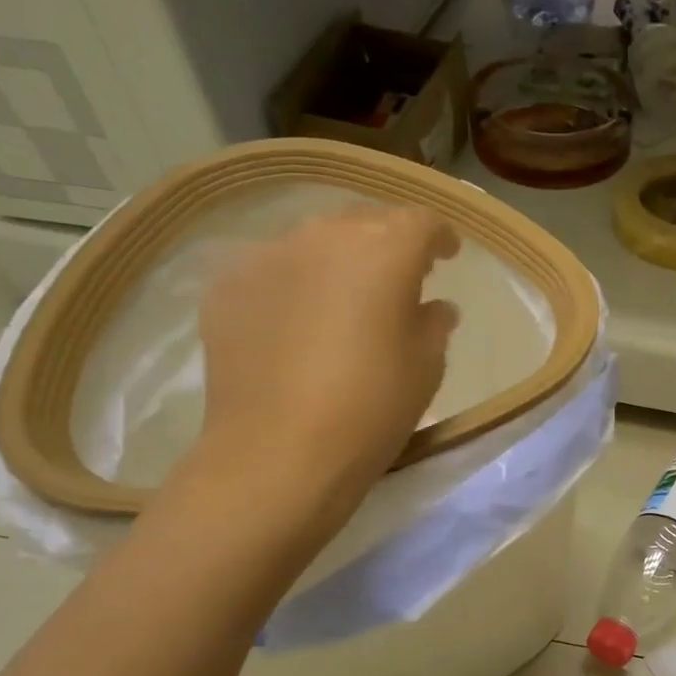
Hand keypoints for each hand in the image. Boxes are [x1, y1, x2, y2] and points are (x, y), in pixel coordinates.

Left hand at [191, 204, 459, 510]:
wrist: (278, 453)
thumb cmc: (371, 409)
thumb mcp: (425, 368)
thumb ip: (433, 325)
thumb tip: (433, 306)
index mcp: (384, 252)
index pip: (421, 222)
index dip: (439, 237)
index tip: (448, 256)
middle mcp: (324, 237)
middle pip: (365, 222)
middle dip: (388, 242)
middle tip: (399, 278)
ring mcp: (267, 256)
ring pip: (314, 242)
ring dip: (338, 261)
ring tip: (344, 298)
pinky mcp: (226, 286)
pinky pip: (272, 269)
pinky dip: (293, 284)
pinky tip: (296, 322)